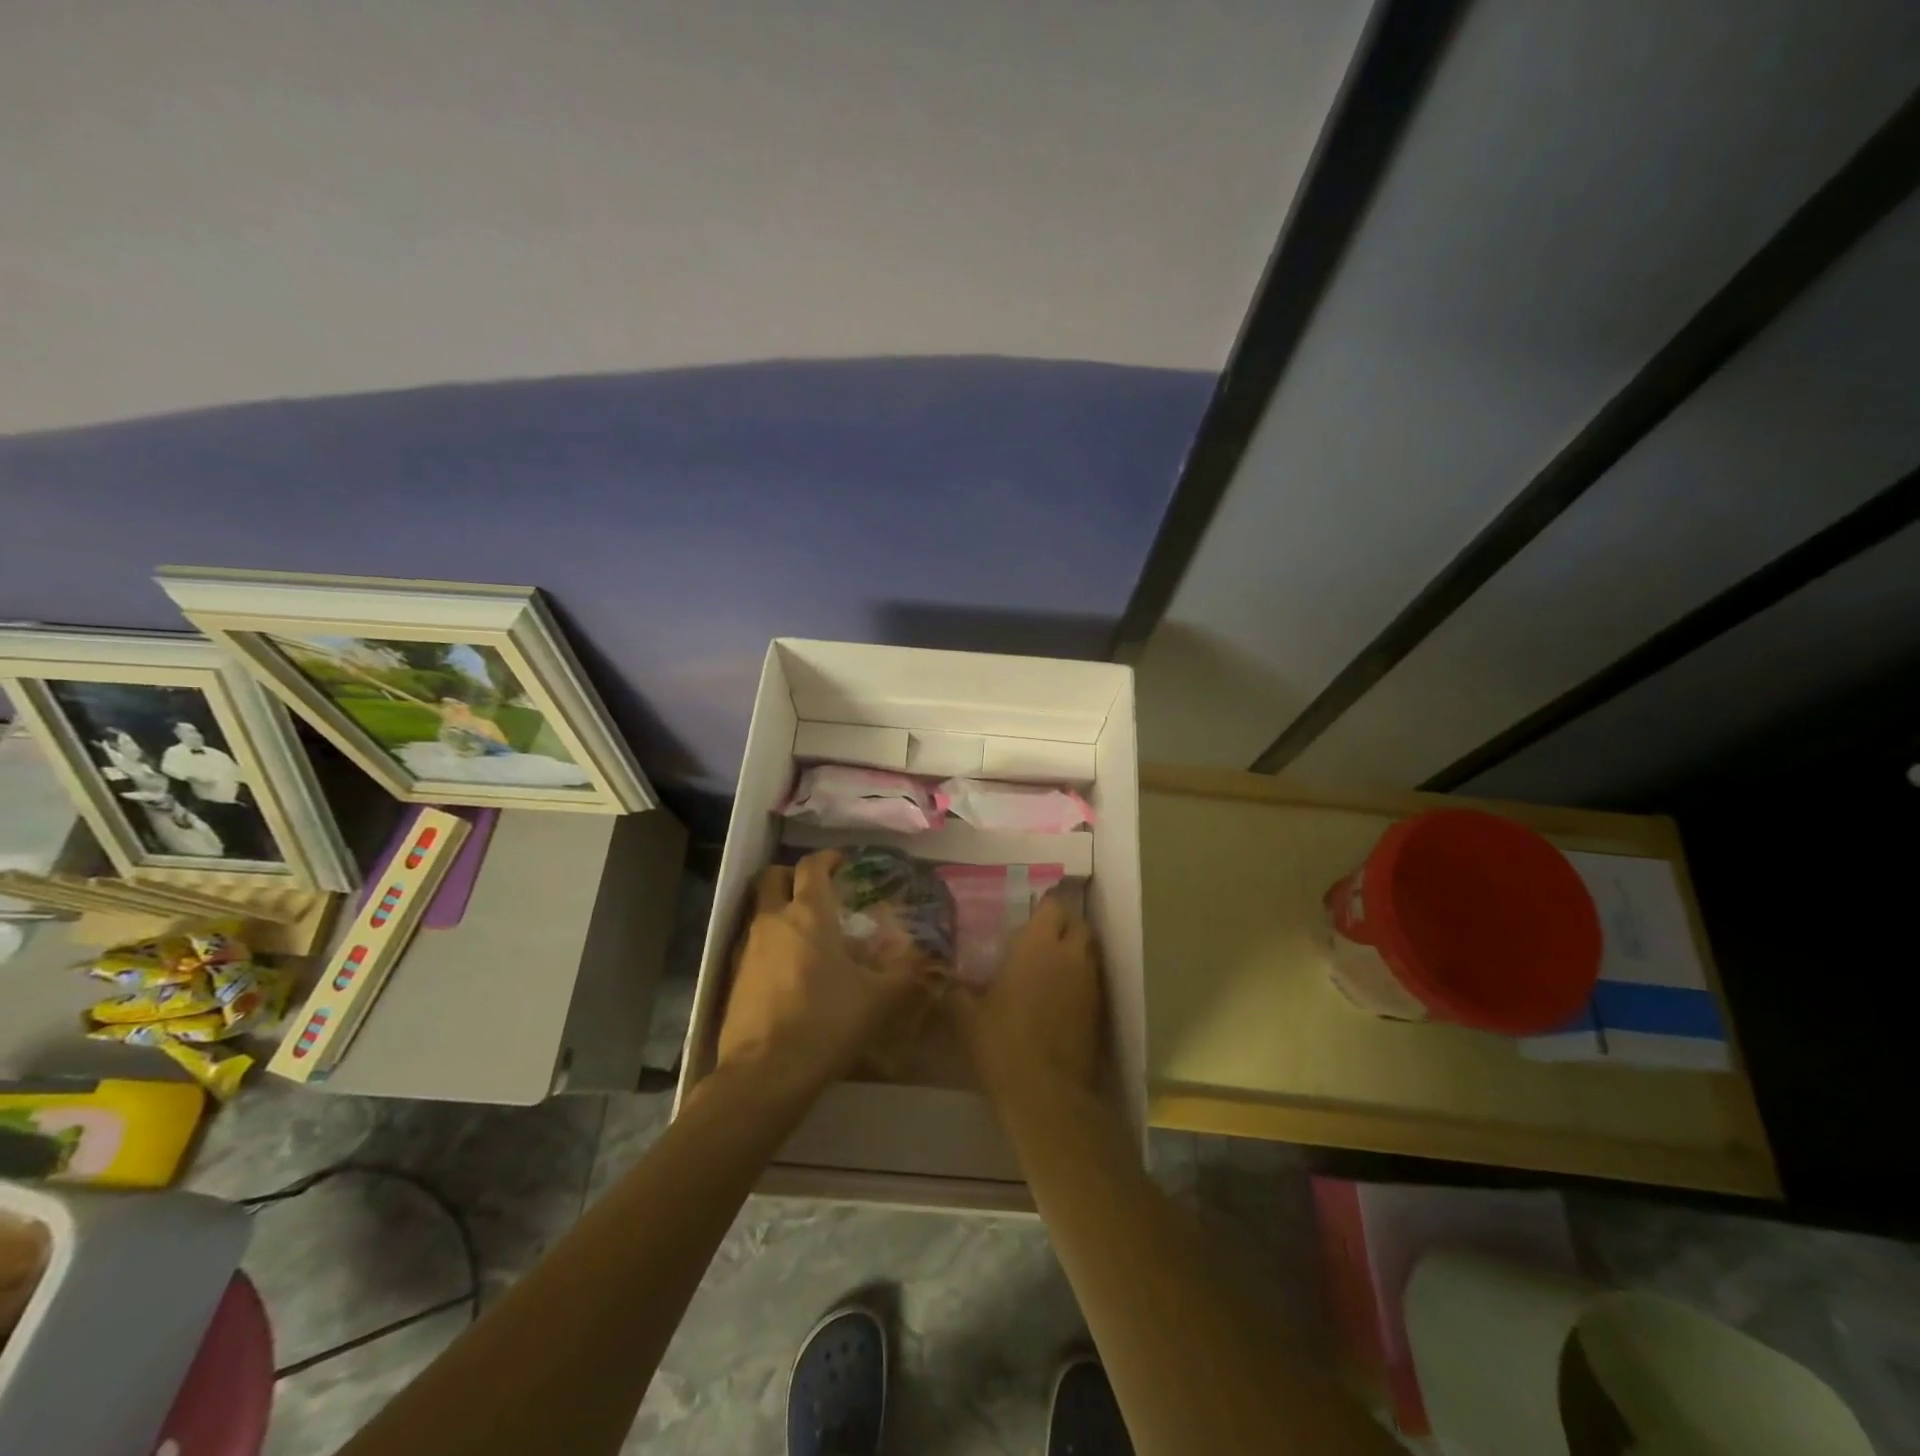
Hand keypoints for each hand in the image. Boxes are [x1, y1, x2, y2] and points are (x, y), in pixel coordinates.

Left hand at [716, 851, 932, 1099]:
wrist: (765, 1073)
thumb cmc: (825, 1022)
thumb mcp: (877, 1000)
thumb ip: (903, 975)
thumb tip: (929, 962)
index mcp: (809, 914)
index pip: (812, 866)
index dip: (828, 858)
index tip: (842, 862)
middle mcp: (773, 921)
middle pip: (773, 877)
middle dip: (793, 876)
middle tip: (816, 890)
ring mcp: (747, 948)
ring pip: (759, 910)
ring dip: (779, 909)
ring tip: (807, 932)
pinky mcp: (733, 977)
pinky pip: (752, 944)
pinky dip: (769, 943)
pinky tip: (789, 968)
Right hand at [953, 891, 1105, 1101]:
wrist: (1045, 1093)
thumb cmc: (1001, 1043)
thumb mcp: (965, 1016)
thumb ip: (956, 991)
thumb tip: (943, 980)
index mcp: (1037, 944)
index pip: (1052, 906)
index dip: (1043, 907)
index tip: (1028, 915)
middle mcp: (1069, 955)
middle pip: (1078, 924)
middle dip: (1063, 924)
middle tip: (1041, 936)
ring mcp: (1089, 982)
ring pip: (1088, 951)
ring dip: (1074, 950)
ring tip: (1050, 964)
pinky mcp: (1098, 1010)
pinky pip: (1091, 980)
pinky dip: (1079, 979)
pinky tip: (1059, 995)